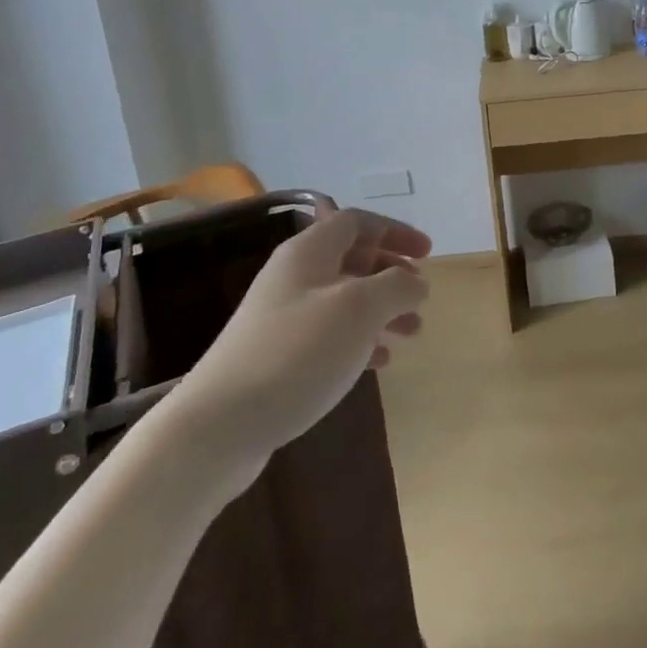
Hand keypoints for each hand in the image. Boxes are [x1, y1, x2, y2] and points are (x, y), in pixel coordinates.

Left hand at [178, 205, 430, 457]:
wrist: (219, 426)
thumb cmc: (296, 353)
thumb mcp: (359, 309)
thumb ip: (396, 286)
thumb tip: (416, 281)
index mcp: (308, 252)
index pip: (357, 222)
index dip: (395, 231)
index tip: (428, 254)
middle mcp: (294, 276)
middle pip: (351, 259)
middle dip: (391, 274)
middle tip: (420, 297)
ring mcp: (283, 317)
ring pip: (344, 299)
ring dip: (381, 310)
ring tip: (411, 334)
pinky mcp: (278, 356)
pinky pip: (329, 334)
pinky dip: (360, 341)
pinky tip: (379, 363)